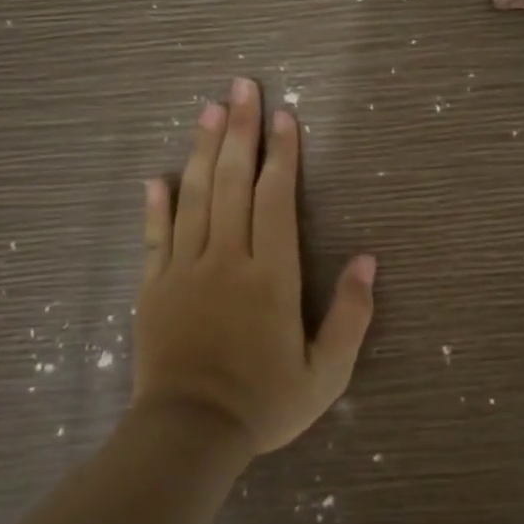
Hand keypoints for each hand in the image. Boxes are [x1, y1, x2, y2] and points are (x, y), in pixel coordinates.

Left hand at [134, 77, 376, 453]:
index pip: (277, 200)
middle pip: (234, 183)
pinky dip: (157, 204)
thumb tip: (369, 260)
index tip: (285, 116)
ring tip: (209, 110)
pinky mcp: (154, 288)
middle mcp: (227, 260)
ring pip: (195, 197)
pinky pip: (155, 237)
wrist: (188, 436)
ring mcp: (184, 271)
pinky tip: (158, 176)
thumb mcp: (327, 373)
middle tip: (241, 87)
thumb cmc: (265, 403)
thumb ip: (352, 315)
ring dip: (203, 150)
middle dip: (241, 131)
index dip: (283, 155)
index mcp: (271, 276)